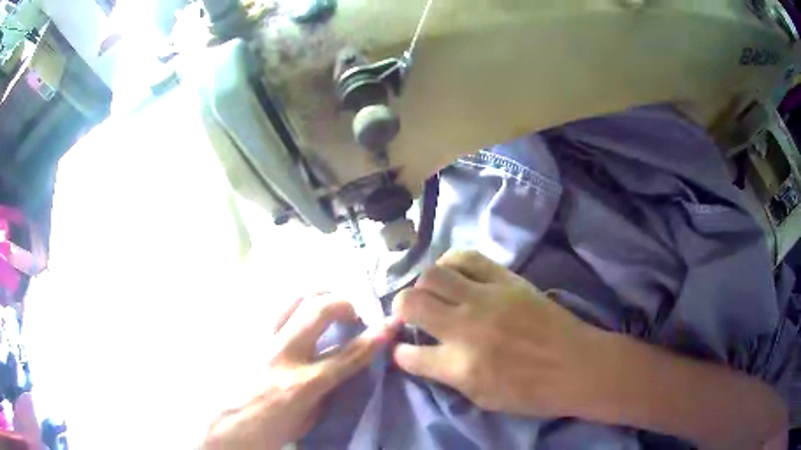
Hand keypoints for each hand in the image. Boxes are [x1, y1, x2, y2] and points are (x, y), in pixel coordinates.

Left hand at [203, 293, 398, 449]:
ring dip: (315, 297)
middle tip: (350, 314)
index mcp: (302, 384)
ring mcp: (258, 340)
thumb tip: (341, 367)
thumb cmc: (268, 429)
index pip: (348, 355)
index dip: (375, 337)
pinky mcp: (243, 334)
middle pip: (318, 310)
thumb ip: (327, 390)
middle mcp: (281, 354)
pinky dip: (290, 304)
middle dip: (343, 303)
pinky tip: (294, 313)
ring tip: (324, 306)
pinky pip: (270, 307)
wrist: (222, 426)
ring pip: (292, 298)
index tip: (392, 323)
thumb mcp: (308, 419)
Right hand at [392, 250, 611, 417]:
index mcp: (459, 366)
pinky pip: (467, 257)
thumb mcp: (483, 399)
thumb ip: (448, 377)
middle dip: (400, 309)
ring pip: (432, 275)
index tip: (403, 350)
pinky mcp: (506, 279)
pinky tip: (453, 273)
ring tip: (431, 293)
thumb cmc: (531, 392)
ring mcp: (486, 298)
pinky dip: (451, 262)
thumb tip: (425, 357)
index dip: (400, 353)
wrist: (576, 366)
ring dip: (423, 285)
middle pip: (411, 303)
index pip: (409, 355)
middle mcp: (465, 328)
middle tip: (410, 316)